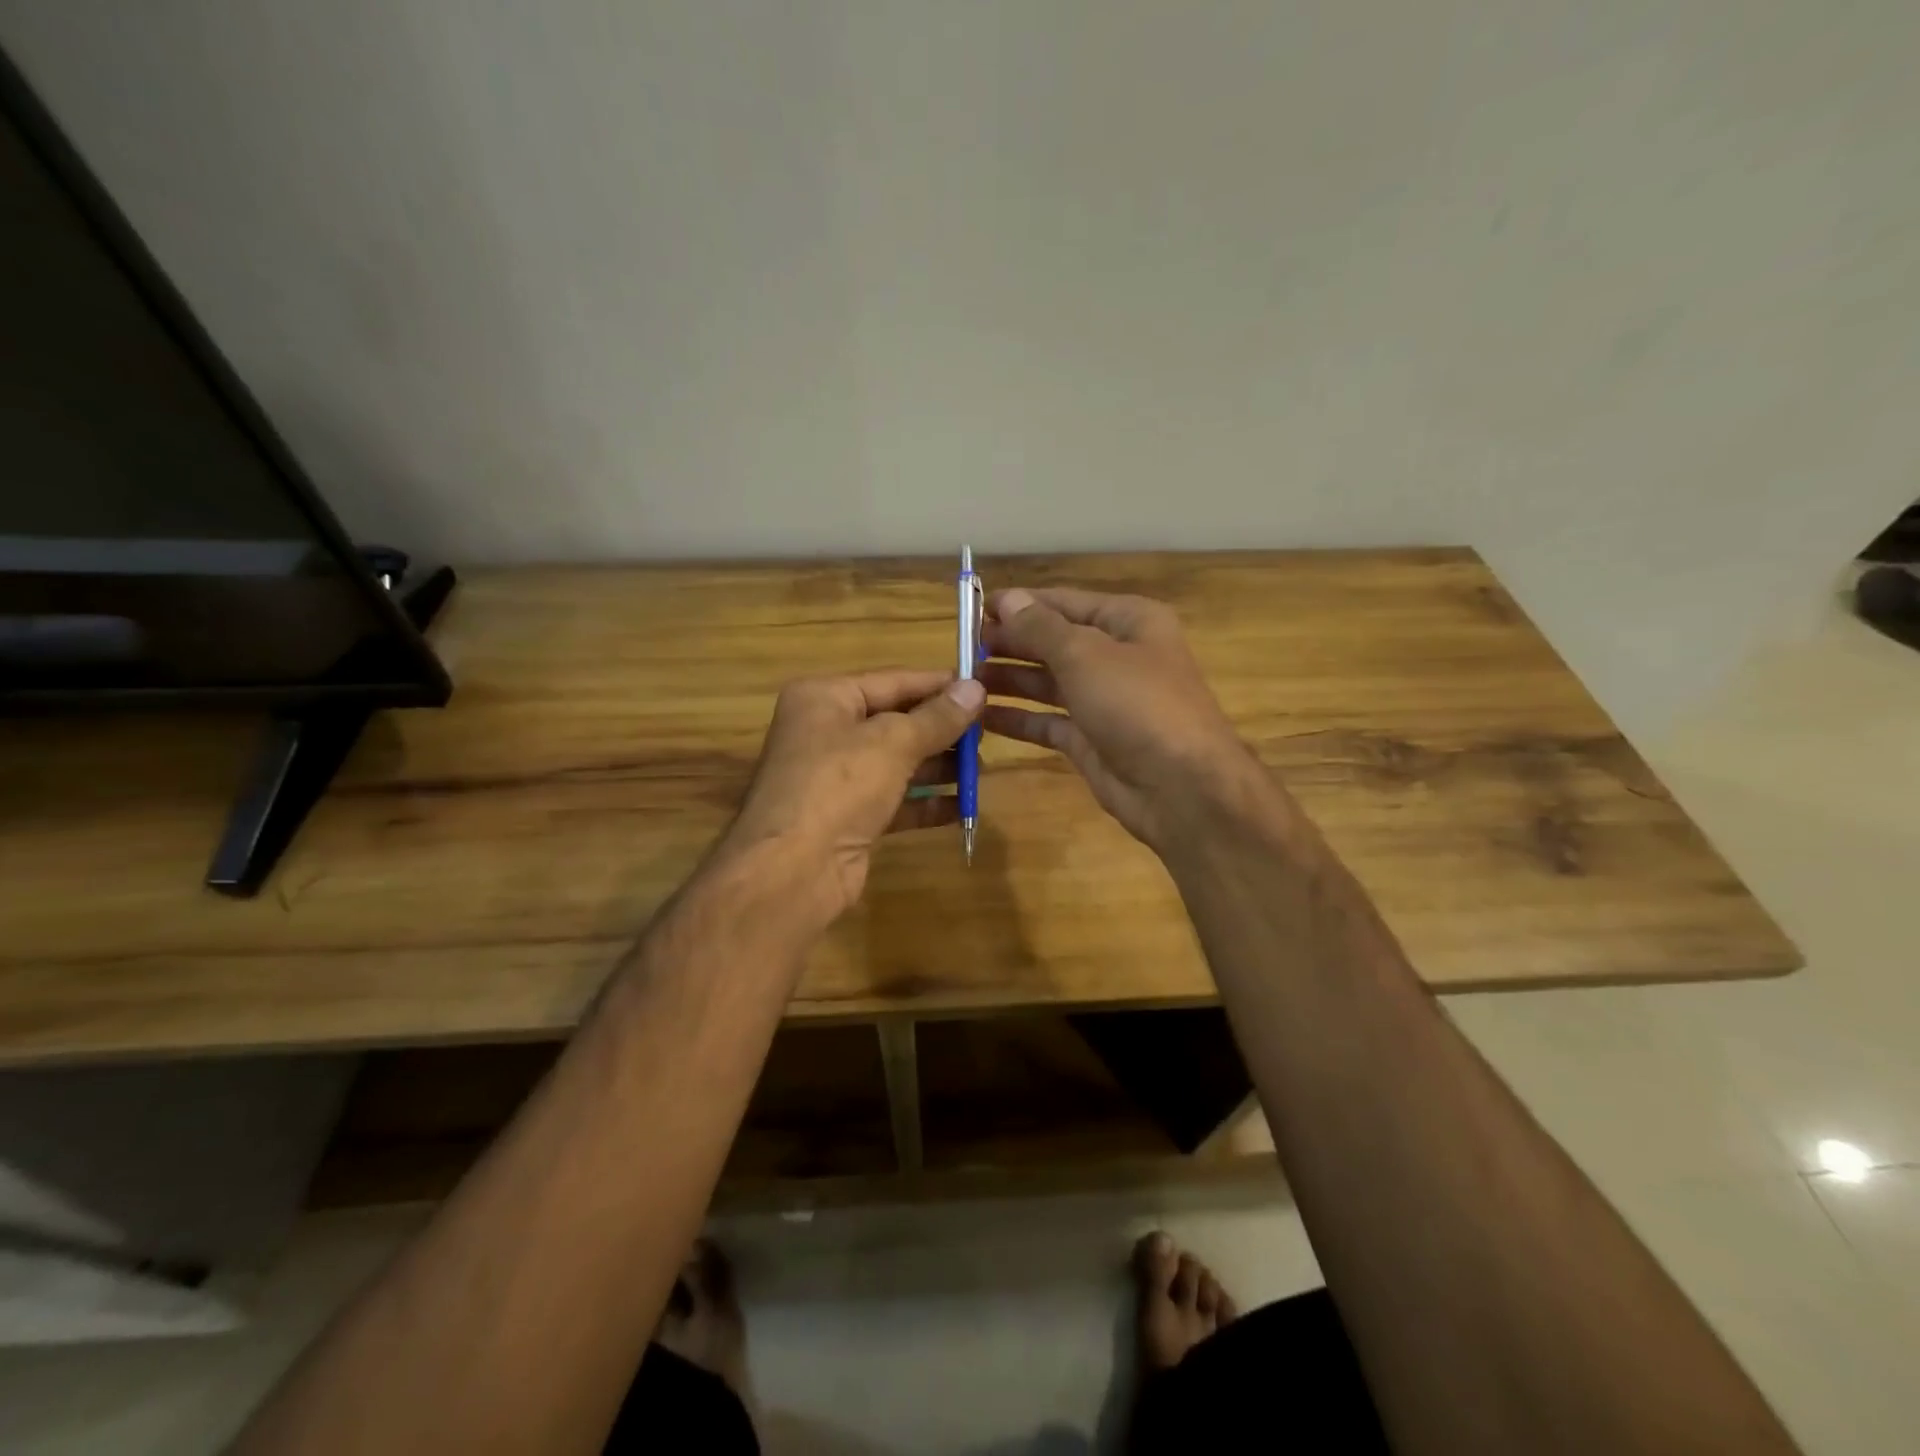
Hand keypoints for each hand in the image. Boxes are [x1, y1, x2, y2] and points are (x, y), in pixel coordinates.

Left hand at [722, 669, 985, 924]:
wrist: (792, 870)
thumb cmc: (838, 786)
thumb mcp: (893, 742)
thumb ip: (937, 717)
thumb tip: (976, 688)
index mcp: (824, 698)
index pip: (892, 681)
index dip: (938, 685)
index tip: (982, 687)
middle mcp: (825, 732)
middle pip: (894, 721)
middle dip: (941, 730)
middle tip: (988, 732)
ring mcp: (835, 778)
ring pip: (896, 763)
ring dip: (938, 766)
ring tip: (980, 769)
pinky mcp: (847, 818)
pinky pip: (894, 801)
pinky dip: (925, 802)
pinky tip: (961, 806)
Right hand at [981, 588, 1275, 851]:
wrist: (1182, 788)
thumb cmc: (1138, 704)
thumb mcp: (1086, 655)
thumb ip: (1041, 628)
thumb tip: (1008, 600)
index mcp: (1128, 622)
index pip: (1064, 603)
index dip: (1020, 604)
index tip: (974, 608)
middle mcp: (1117, 657)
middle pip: (1053, 642)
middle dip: (1010, 643)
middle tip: (961, 648)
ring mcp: (1104, 701)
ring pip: (1047, 683)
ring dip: (1009, 680)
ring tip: (964, 679)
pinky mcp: (1091, 740)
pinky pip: (1047, 722)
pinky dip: (1018, 719)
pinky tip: (982, 717)